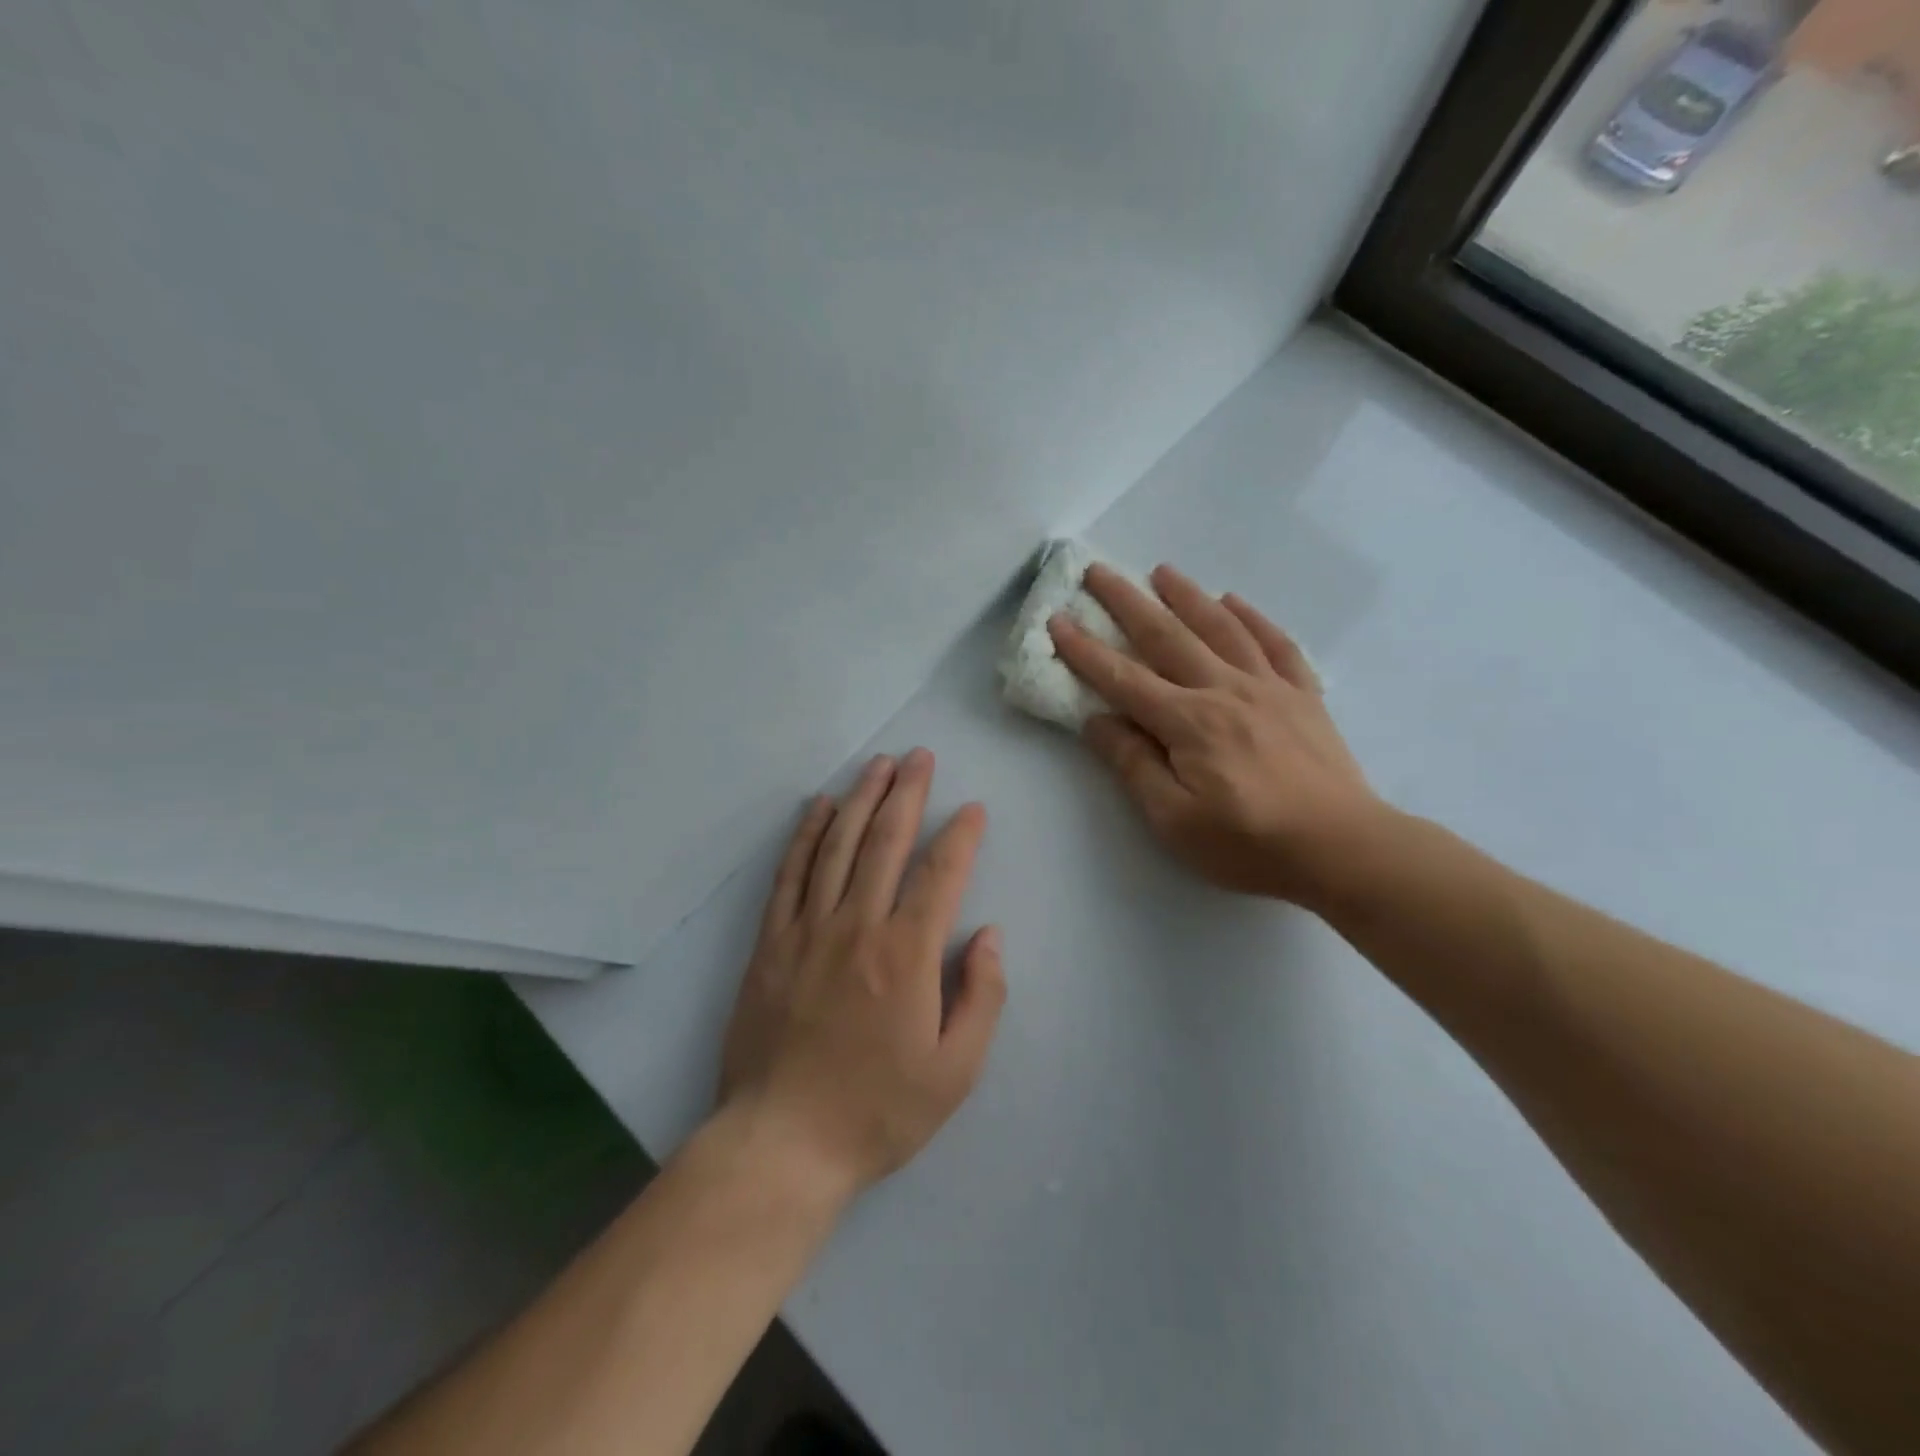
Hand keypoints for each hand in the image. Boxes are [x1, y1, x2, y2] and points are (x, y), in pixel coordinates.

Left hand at [718, 749, 1005, 1199]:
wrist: (782, 1143)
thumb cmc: (877, 1110)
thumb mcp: (955, 1072)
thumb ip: (981, 997)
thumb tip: (989, 935)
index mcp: (906, 955)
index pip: (940, 875)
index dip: (961, 837)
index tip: (974, 809)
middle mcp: (857, 927)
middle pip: (886, 842)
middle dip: (908, 793)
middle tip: (920, 756)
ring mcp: (808, 930)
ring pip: (838, 847)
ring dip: (861, 799)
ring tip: (878, 765)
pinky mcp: (771, 943)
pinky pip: (790, 875)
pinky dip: (806, 836)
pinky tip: (820, 808)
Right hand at [1049, 563, 1382, 909]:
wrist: (1343, 849)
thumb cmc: (1249, 843)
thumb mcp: (1174, 820)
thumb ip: (1134, 765)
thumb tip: (1098, 721)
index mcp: (1187, 722)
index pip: (1123, 678)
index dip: (1085, 650)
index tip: (1057, 620)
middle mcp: (1224, 690)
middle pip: (1167, 636)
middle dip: (1127, 602)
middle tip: (1099, 571)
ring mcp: (1269, 687)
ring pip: (1221, 628)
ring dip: (1187, 596)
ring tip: (1163, 571)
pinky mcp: (1303, 696)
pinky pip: (1276, 644)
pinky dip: (1253, 618)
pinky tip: (1235, 601)